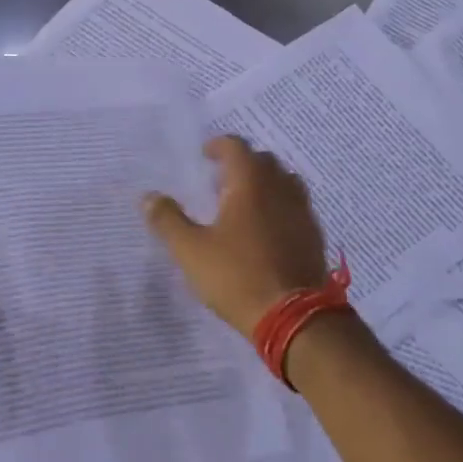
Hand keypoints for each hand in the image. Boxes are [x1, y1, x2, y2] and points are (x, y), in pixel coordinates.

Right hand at [143, 136, 329, 336]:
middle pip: (263, 161)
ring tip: (244, 201)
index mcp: (250, 184)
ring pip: (284, 182)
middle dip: (242, 163)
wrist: (293, 315)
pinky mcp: (313, 235)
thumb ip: (168, 220)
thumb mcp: (191, 251)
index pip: (237, 147)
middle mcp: (280, 189)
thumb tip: (148, 197)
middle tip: (221, 180)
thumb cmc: (236, 276)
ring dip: (264, 183)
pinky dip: (279, 206)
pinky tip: (267, 229)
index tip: (205, 155)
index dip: (219, 146)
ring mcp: (302, 211)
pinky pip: (296, 206)